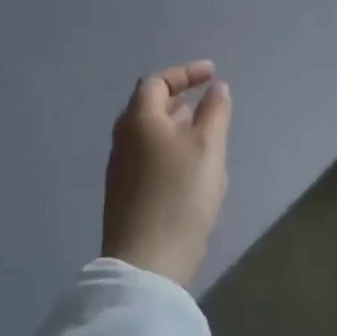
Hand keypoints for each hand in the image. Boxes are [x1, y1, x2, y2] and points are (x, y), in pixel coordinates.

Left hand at [103, 61, 232, 286]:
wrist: (147, 262)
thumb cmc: (181, 194)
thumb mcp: (209, 147)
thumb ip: (215, 112)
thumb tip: (216, 88)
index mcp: (139, 120)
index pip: (157, 82)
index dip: (185, 73)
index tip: (212, 74)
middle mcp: (123, 139)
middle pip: (148, 106)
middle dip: (178, 98)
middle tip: (205, 102)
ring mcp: (120, 168)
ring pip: (148, 133)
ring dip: (175, 125)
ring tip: (203, 133)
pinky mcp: (124, 194)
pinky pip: (147, 155)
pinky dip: (169, 148)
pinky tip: (189, 168)